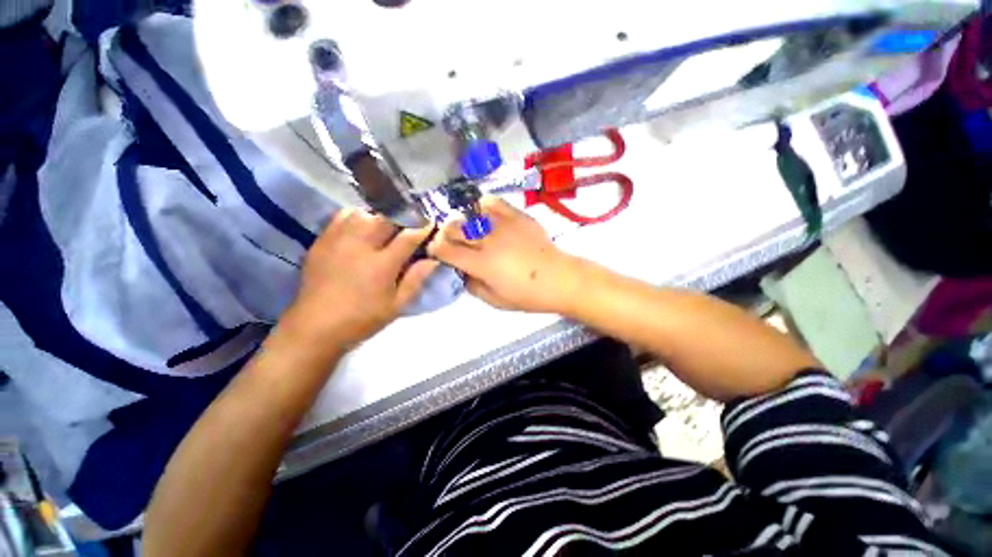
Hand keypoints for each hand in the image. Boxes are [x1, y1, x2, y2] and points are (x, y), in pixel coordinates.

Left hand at [279, 209, 437, 349]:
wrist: (315, 326)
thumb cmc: (362, 319)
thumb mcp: (397, 305)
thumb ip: (416, 279)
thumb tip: (433, 259)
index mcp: (382, 265)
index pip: (409, 237)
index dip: (423, 228)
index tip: (432, 224)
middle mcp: (360, 246)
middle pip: (387, 218)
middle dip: (404, 217)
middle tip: (411, 224)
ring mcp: (338, 240)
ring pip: (365, 212)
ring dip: (381, 216)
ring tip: (388, 225)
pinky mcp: (322, 240)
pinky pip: (343, 215)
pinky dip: (358, 216)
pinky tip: (363, 226)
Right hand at [428, 197, 581, 312]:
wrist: (560, 279)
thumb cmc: (527, 295)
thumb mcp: (495, 301)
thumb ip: (471, 286)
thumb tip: (460, 271)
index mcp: (482, 264)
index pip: (446, 250)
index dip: (435, 249)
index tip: (436, 251)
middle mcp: (489, 240)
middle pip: (453, 227)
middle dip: (445, 234)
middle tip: (451, 242)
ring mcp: (504, 224)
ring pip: (470, 213)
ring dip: (462, 221)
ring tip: (468, 229)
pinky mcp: (518, 216)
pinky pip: (493, 202)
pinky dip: (482, 207)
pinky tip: (484, 216)